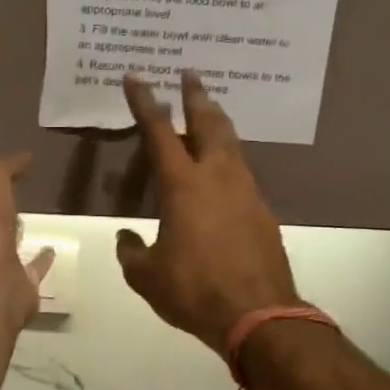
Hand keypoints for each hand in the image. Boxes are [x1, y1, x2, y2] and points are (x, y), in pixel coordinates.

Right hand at [115, 73, 298, 355]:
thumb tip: (126, 237)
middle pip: (209, 123)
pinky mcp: (263, 211)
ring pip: (232, 144)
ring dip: (217, 124)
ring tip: (209, 114)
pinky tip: (224, 171)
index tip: (137, 77)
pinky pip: (242, 172)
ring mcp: (246, 191)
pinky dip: (230, 159)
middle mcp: (218, 177)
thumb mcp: (146, 276)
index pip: (159, 132)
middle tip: (191, 75)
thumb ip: (131, 251)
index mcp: (183, 186)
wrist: (258, 315)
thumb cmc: (194, 290)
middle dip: (197, 96)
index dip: (145, 102)